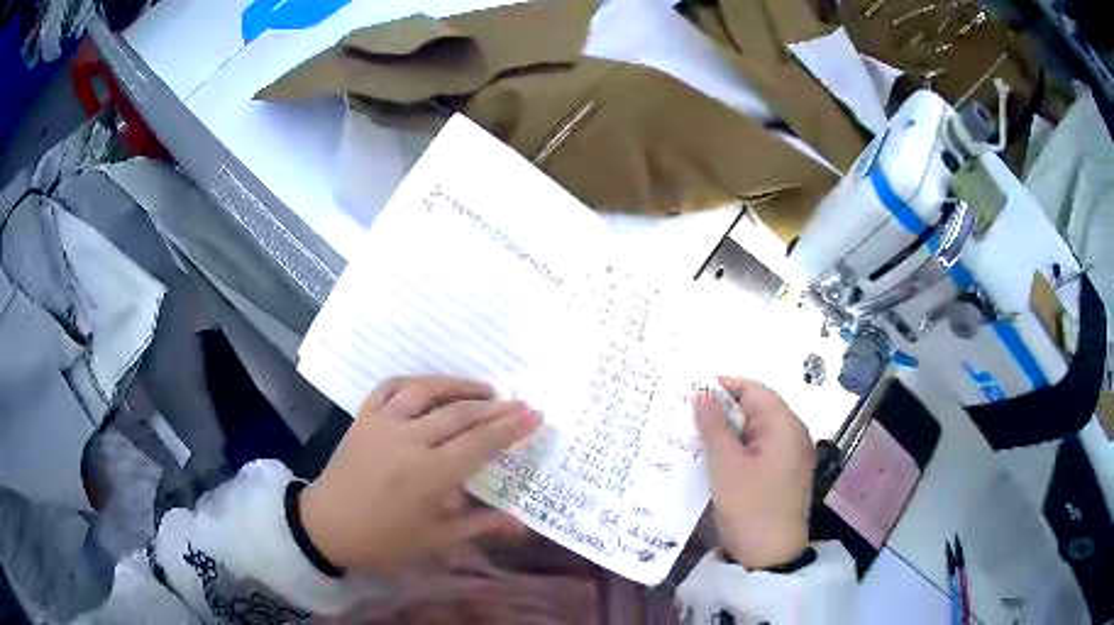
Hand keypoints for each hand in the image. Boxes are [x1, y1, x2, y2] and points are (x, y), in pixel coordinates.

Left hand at [299, 376, 539, 573]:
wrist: (328, 527)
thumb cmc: (384, 540)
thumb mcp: (435, 540)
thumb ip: (479, 526)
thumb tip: (521, 525)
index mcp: (428, 474)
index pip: (479, 443)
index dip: (509, 428)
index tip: (534, 414)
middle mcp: (408, 440)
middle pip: (459, 414)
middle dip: (494, 407)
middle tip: (520, 402)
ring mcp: (382, 424)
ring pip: (425, 391)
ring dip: (457, 385)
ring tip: (483, 388)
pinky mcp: (363, 418)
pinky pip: (389, 388)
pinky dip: (413, 382)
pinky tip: (429, 387)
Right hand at [695, 378, 814, 568]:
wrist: (771, 556)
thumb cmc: (750, 507)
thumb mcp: (726, 466)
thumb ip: (714, 426)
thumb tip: (702, 393)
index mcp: (785, 426)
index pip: (754, 390)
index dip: (723, 386)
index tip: (690, 393)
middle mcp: (792, 434)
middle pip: (756, 409)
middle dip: (722, 410)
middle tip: (686, 417)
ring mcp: (790, 456)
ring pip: (754, 431)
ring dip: (727, 432)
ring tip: (694, 437)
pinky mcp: (783, 474)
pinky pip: (758, 450)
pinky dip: (736, 449)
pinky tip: (713, 458)